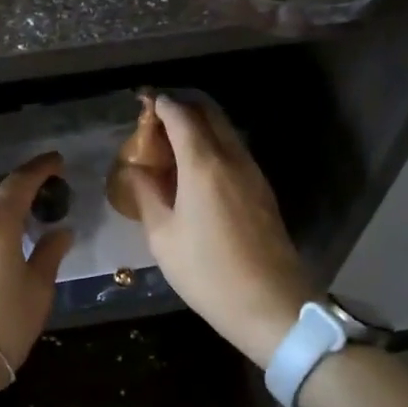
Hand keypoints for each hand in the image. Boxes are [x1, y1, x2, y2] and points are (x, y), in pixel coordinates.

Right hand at [128, 95, 310, 368]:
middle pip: (209, 114)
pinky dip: (213, 147)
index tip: (143, 102)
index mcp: (203, 165)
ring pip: (225, 132)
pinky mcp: (262, 191)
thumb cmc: (207, 272)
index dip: (161, 104)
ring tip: (172, 145)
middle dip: (183, 108)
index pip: (181, 116)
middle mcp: (232, 158)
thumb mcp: (163, 237)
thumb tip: (137, 170)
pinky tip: (195, 171)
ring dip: (200, 127)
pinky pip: (234, 153)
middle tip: (156, 120)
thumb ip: (147, 195)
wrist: (270, 304)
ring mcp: (253, 173)